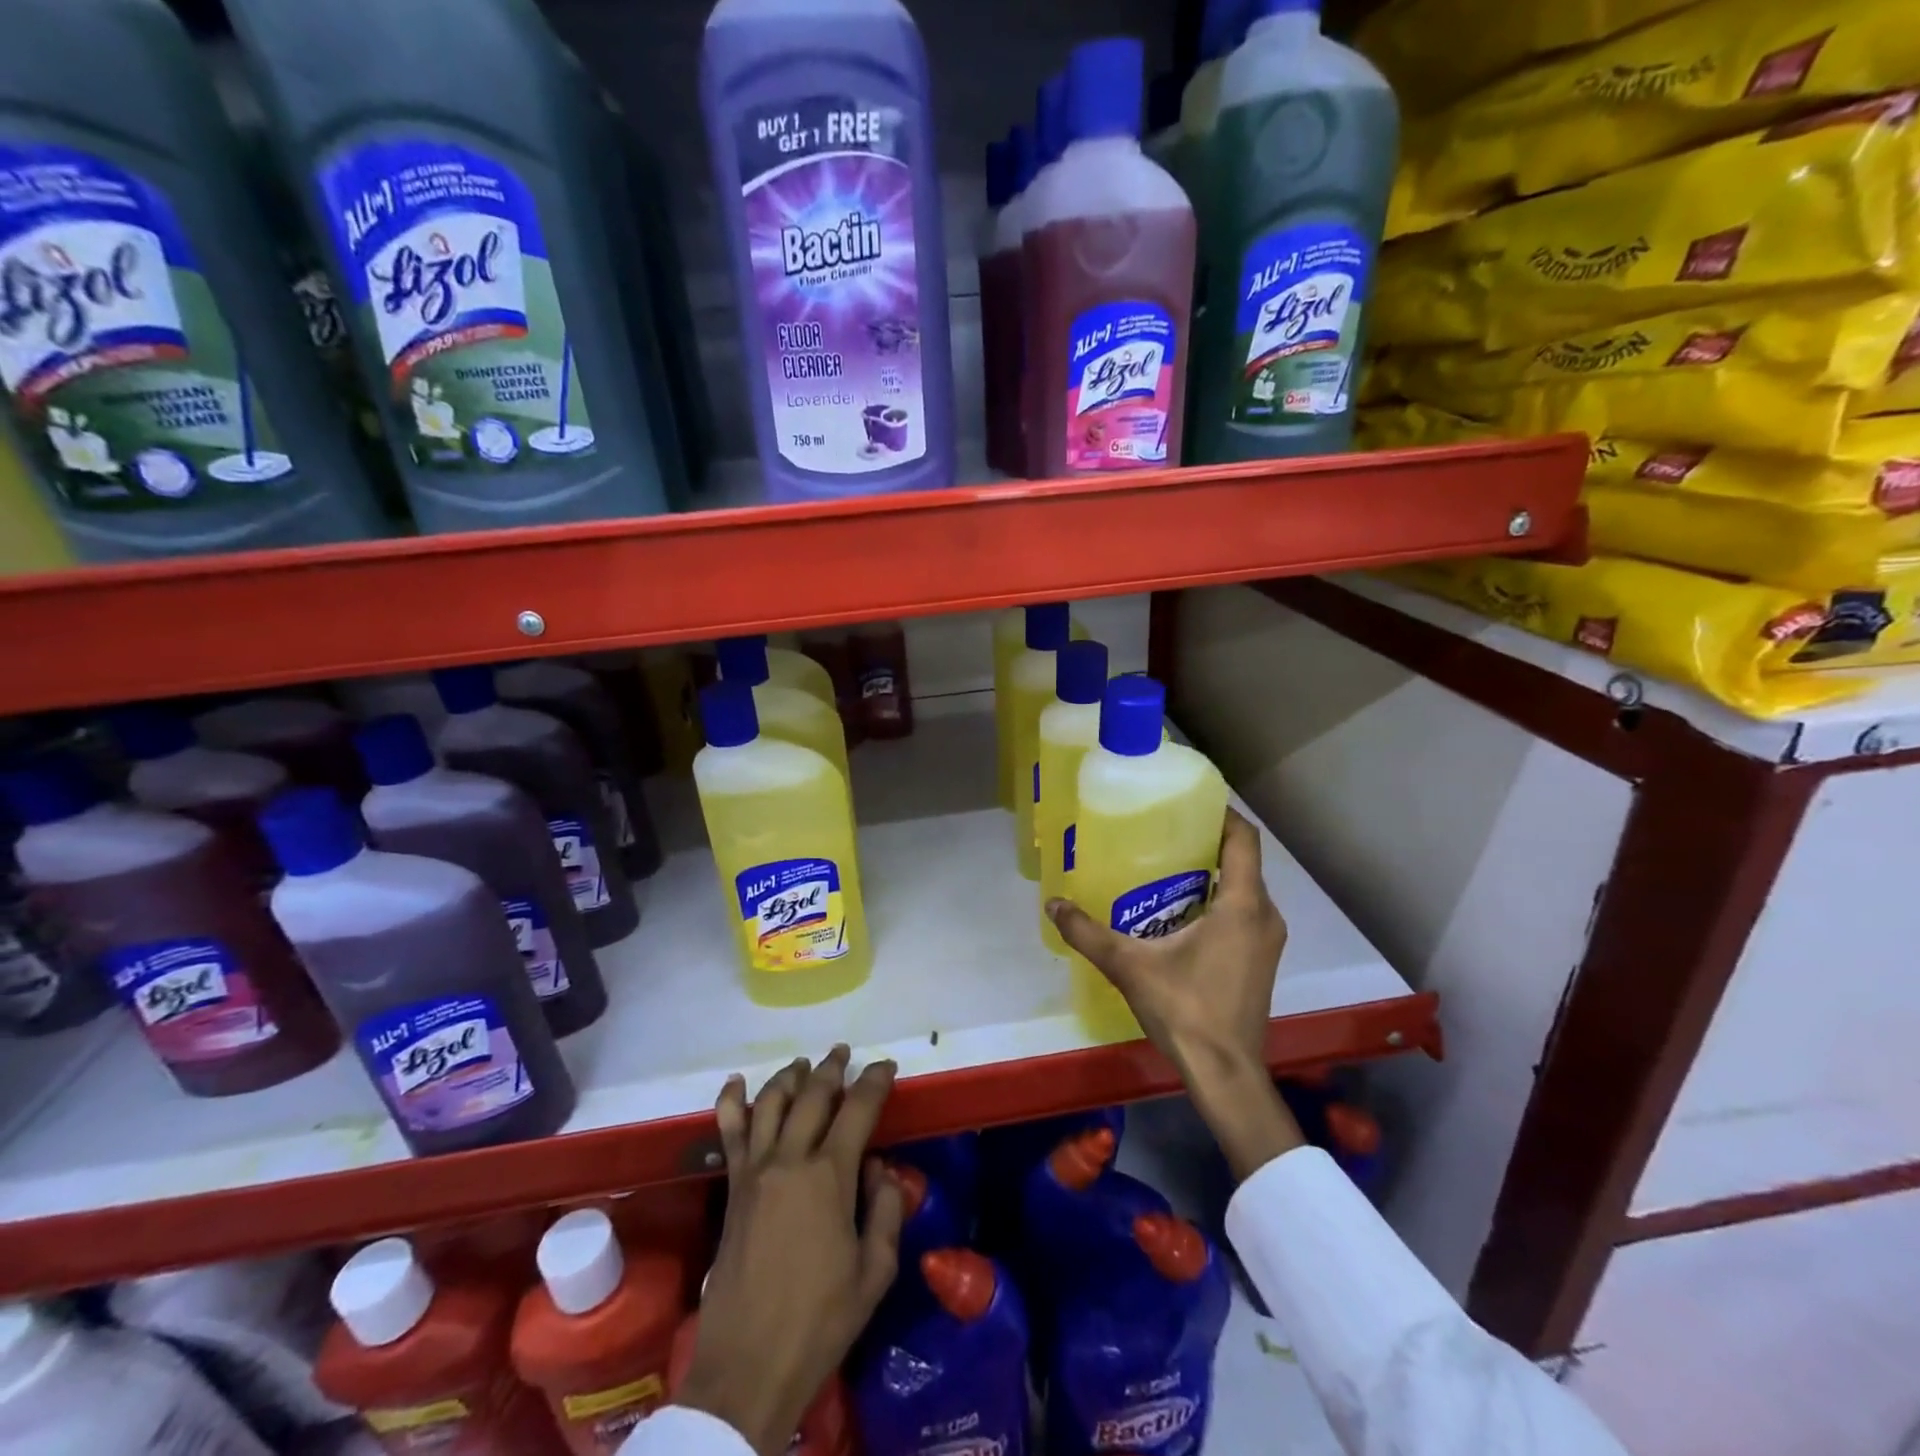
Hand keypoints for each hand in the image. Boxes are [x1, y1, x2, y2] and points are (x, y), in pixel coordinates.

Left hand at [676, 1047, 903, 1455]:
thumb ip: (886, 1211)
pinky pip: (729, 1132)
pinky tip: (736, 1083)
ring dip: (791, 1076)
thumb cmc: (821, 1322)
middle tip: (844, 1053)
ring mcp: (755, 1170)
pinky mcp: (732, 1187)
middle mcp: (791, 1159)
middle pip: (813, 1094)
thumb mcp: (875, 1273)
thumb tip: (880, 1169)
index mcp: (830, 1176)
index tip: (887, 1067)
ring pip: (771, 1102)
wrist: (748, 1367)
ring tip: (804, 1064)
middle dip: (832, 1068)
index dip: (875, 1081)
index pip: (858, 1108)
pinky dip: (732, 1101)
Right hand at [1047, 808, 1305, 1179]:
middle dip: (1207, 841)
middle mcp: (1264, 915)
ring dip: (1212, 872)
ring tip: (1166, 864)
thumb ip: (1088, 933)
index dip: (1221, 813)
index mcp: (1243, 905)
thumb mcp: (1130, 966)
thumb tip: (1053, 904)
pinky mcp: (1261, 959)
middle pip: (1243, 860)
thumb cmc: (1186, 1010)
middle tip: (1163, 830)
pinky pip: (1244, 912)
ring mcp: (1267, 940)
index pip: (1243, 838)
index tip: (1189, 800)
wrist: (1225, 1072)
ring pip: (1244, 888)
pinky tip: (1180, 909)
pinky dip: (1218, 899)